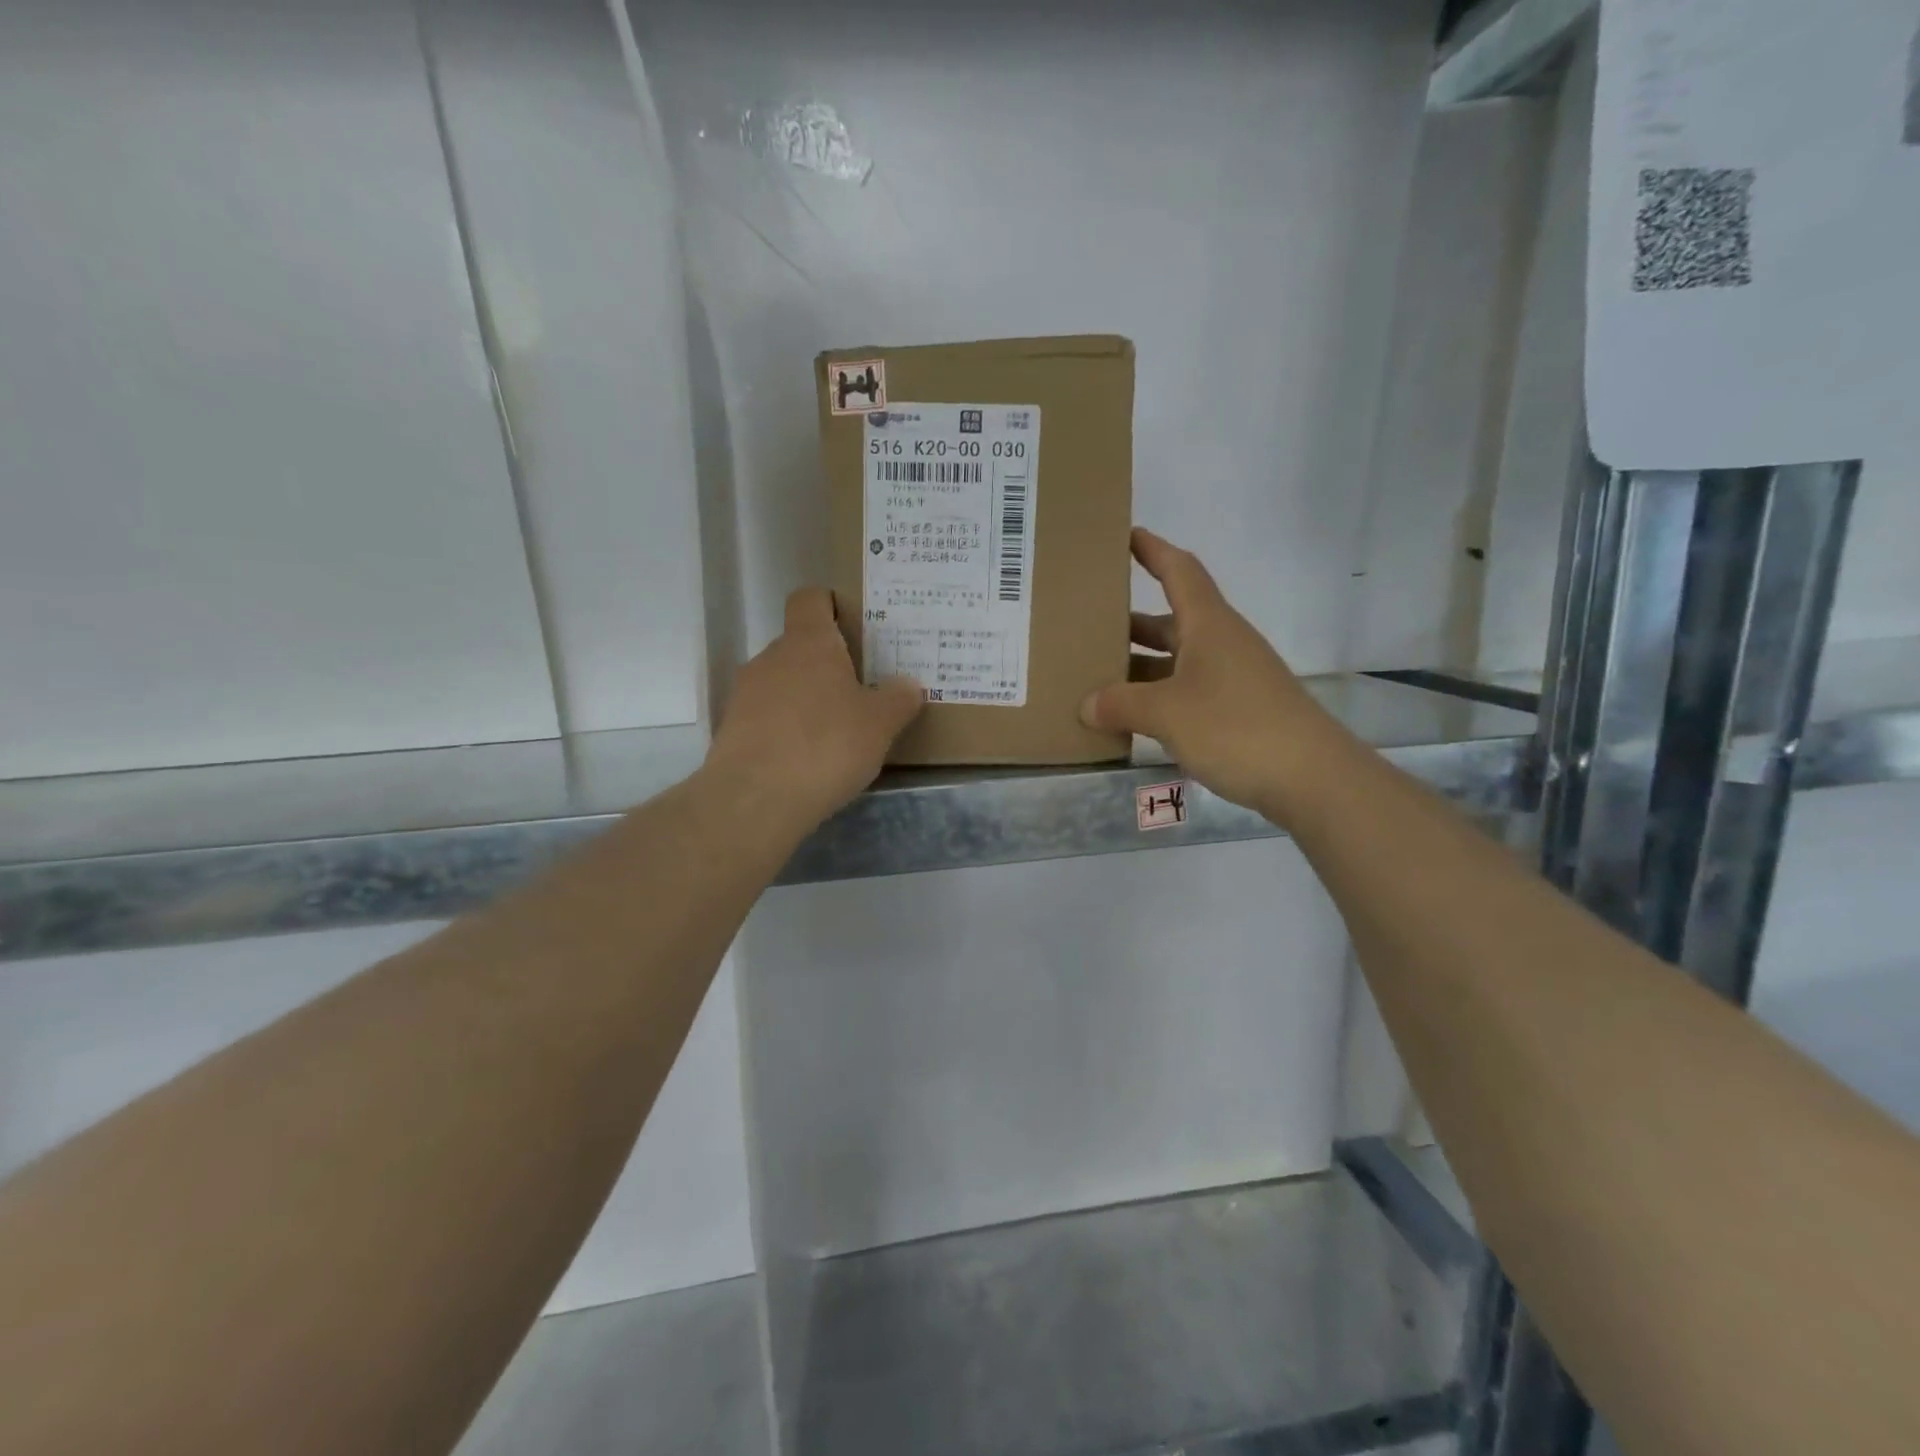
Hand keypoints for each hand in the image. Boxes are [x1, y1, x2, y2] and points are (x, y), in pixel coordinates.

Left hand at [706, 587, 923, 828]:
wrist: (756, 799)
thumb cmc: (826, 745)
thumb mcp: (880, 724)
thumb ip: (898, 699)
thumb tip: (908, 684)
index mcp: (808, 643)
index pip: (810, 599)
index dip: (829, 604)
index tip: (851, 623)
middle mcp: (771, 658)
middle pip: (799, 645)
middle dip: (827, 664)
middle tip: (860, 689)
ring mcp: (745, 694)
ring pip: (782, 683)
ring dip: (806, 698)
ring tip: (836, 730)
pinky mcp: (732, 730)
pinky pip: (767, 717)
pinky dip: (786, 728)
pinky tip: (807, 757)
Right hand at [1080, 529, 1349, 821]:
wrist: (1310, 776)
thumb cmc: (1235, 726)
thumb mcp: (1167, 713)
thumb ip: (1121, 705)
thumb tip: (1087, 705)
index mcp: (1208, 625)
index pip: (1179, 572)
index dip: (1153, 550)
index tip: (1125, 535)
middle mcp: (1222, 643)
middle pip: (1172, 621)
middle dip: (1132, 623)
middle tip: (1089, 626)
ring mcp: (1233, 678)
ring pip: (1178, 661)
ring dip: (1142, 666)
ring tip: (1099, 678)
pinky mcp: (1239, 710)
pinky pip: (1188, 691)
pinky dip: (1159, 697)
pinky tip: (1134, 718)